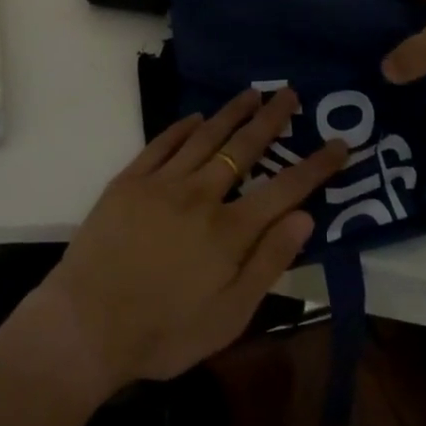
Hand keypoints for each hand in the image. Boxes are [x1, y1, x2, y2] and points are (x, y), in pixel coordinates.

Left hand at [38, 87, 347, 397]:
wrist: (85, 325)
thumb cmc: (163, 332)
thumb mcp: (228, 316)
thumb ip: (268, 263)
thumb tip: (304, 218)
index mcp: (229, 232)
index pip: (284, 189)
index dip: (316, 166)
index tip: (340, 144)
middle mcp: (200, 195)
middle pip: (244, 149)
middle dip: (272, 120)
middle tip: (290, 94)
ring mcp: (162, 183)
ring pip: (206, 137)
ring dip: (232, 112)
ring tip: (253, 93)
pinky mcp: (129, 181)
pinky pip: (162, 144)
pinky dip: (183, 128)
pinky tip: (197, 118)